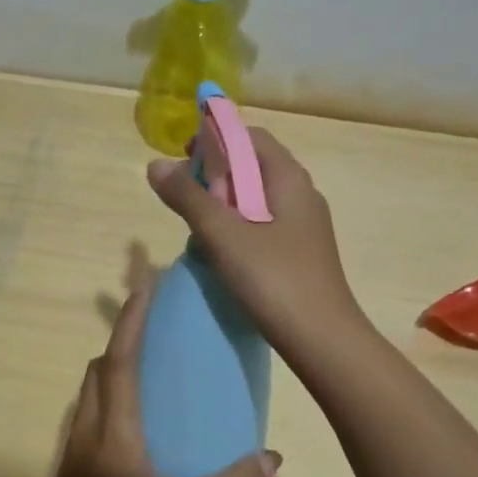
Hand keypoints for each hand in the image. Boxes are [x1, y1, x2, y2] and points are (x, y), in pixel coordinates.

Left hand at [23, 279, 280, 476]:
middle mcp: (87, 430)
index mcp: (113, 433)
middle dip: (121, 340)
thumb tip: (271, 457)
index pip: (119, 362)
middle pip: (98, 369)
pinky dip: (109, 399)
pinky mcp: (69, 469)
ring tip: (148, 370)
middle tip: (155, 329)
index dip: (130, 322)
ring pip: (90, 392)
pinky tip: (136, 423)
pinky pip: (89, 415)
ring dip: (112, 369)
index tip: (144, 288)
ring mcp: (73, 449)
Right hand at [147, 128, 365, 356]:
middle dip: (216, 171)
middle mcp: (302, 194)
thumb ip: (188, 197)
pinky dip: (238, 225)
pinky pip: (264, 224)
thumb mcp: (222, 234)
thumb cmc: (274, 278)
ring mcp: (304, 226)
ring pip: (257, 198)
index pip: (251, 137)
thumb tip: (155, 165)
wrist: (322, 339)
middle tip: (183, 191)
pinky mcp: (300, 252)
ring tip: (195, 221)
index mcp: (289, 179)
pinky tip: (220, 250)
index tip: (183, 155)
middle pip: (254, 165)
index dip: (216, 138)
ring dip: (224, 201)